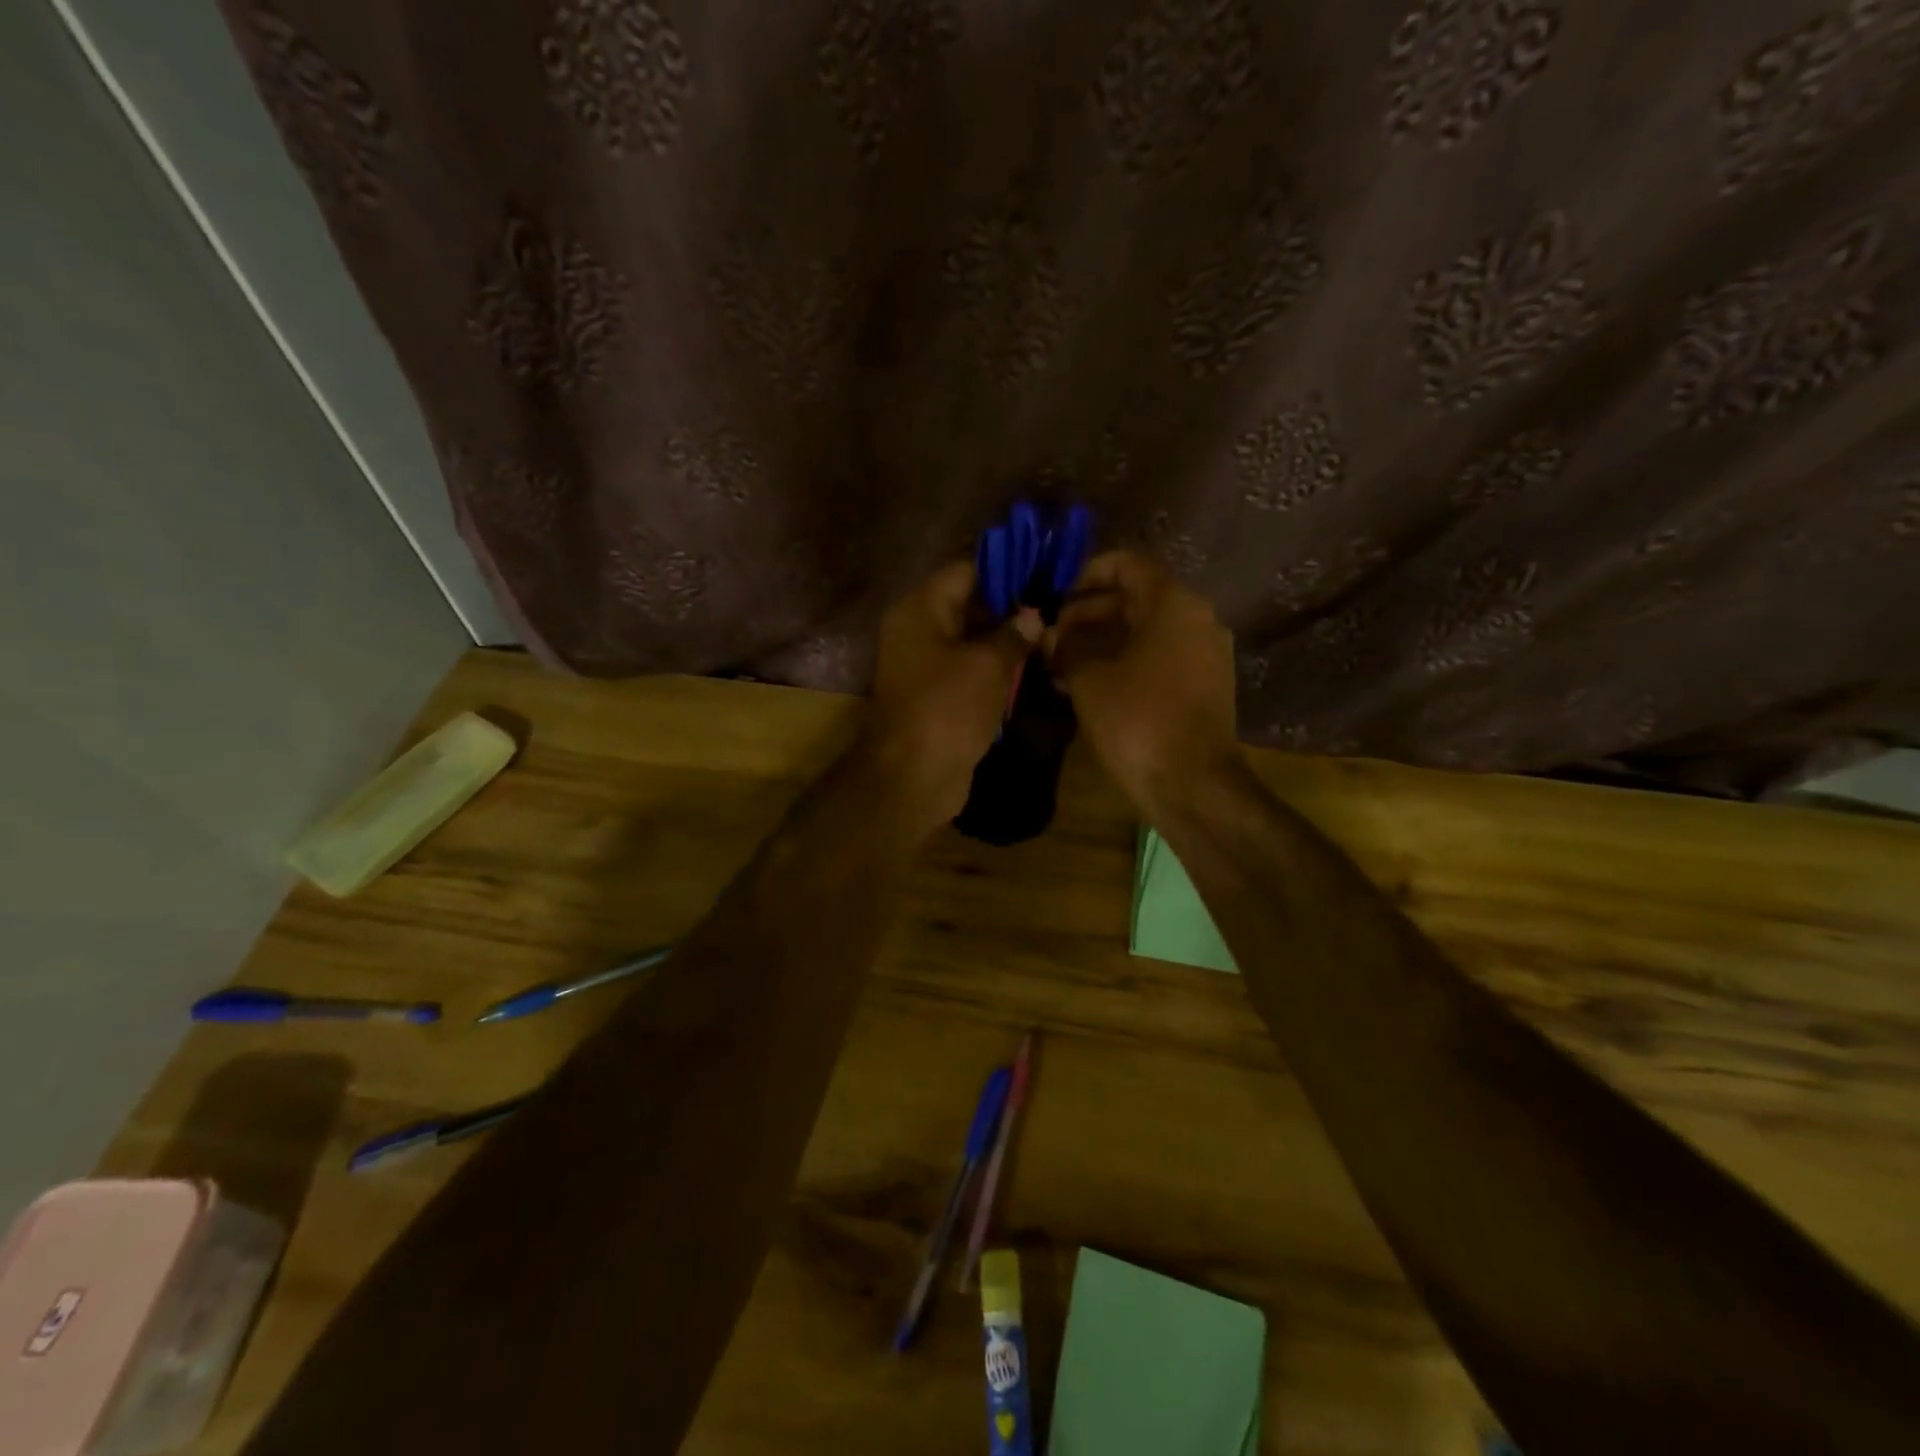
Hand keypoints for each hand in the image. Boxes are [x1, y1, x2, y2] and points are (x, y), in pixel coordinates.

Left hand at [866, 562, 1041, 838]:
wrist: (913, 776)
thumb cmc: (947, 708)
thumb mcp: (987, 665)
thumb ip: (1013, 634)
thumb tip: (1033, 615)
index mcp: (920, 610)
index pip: (965, 571)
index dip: (1006, 568)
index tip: (1045, 570)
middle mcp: (919, 631)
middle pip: (969, 605)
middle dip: (1010, 607)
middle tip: (1055, 607)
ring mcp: (927, 666)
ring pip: (972, 641)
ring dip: (1006, 641)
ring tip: (1051, 635)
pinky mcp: (938, 697)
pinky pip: (970, 672)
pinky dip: (995, 670)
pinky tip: (1031, 668)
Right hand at [1043, 551, 1238, 815]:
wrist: (1191, 784)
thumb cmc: (1137, 720)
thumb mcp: (1088, 677)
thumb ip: (1067, 644)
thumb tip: (1053, 634)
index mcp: (1173, 603)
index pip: (1125, 565)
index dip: (1083, 575)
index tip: (1052, 599)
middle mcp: (1196, 619)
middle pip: (1133, 599)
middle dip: (1086, 615)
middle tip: (1048, 638)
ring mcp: (1203, 654)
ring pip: (1142, 632)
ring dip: (1099, 643)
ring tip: (1057, 664)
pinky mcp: (1202, 686)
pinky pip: (1156, 659)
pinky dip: (1121, 663)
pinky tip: (1085, 686)